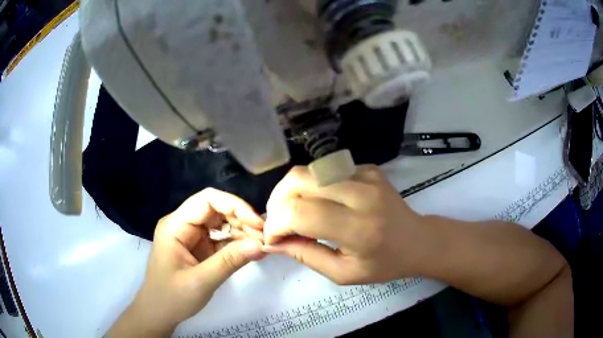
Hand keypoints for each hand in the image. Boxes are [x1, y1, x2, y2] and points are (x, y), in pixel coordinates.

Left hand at [107, 188, 265, 336]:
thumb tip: (261, 244)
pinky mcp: (198, 247)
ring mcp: (191, 236)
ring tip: (262, 246)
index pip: (207, 200)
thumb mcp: (201, 281)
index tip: (258, 224)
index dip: (235, 206)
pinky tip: (252, 251)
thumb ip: (230, 261)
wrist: (158, 313)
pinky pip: (220, 238)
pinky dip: (237, 243)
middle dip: (242, 220)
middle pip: (216, 209)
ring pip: (220, 223)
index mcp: (175, 225)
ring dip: (242, 232)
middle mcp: (182, 224)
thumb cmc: (172, 297)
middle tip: (265, 238)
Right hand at [263, 165, 428, 284]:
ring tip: (291, 212)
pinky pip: (326, 170)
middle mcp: (362, 195)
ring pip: (309, 170)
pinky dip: (312, 185)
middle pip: (300, 180)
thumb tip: (272, 242)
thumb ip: (305, 255)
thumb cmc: (383, 264)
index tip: (272, 237)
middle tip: (277, 221)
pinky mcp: (368, 168)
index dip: (276, 223)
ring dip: (290, 190)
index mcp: (359, 229)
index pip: (301, 213)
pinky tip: (318, 202)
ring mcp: (367, 175)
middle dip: (277, 200)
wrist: (417, 240)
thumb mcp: (343, 273)